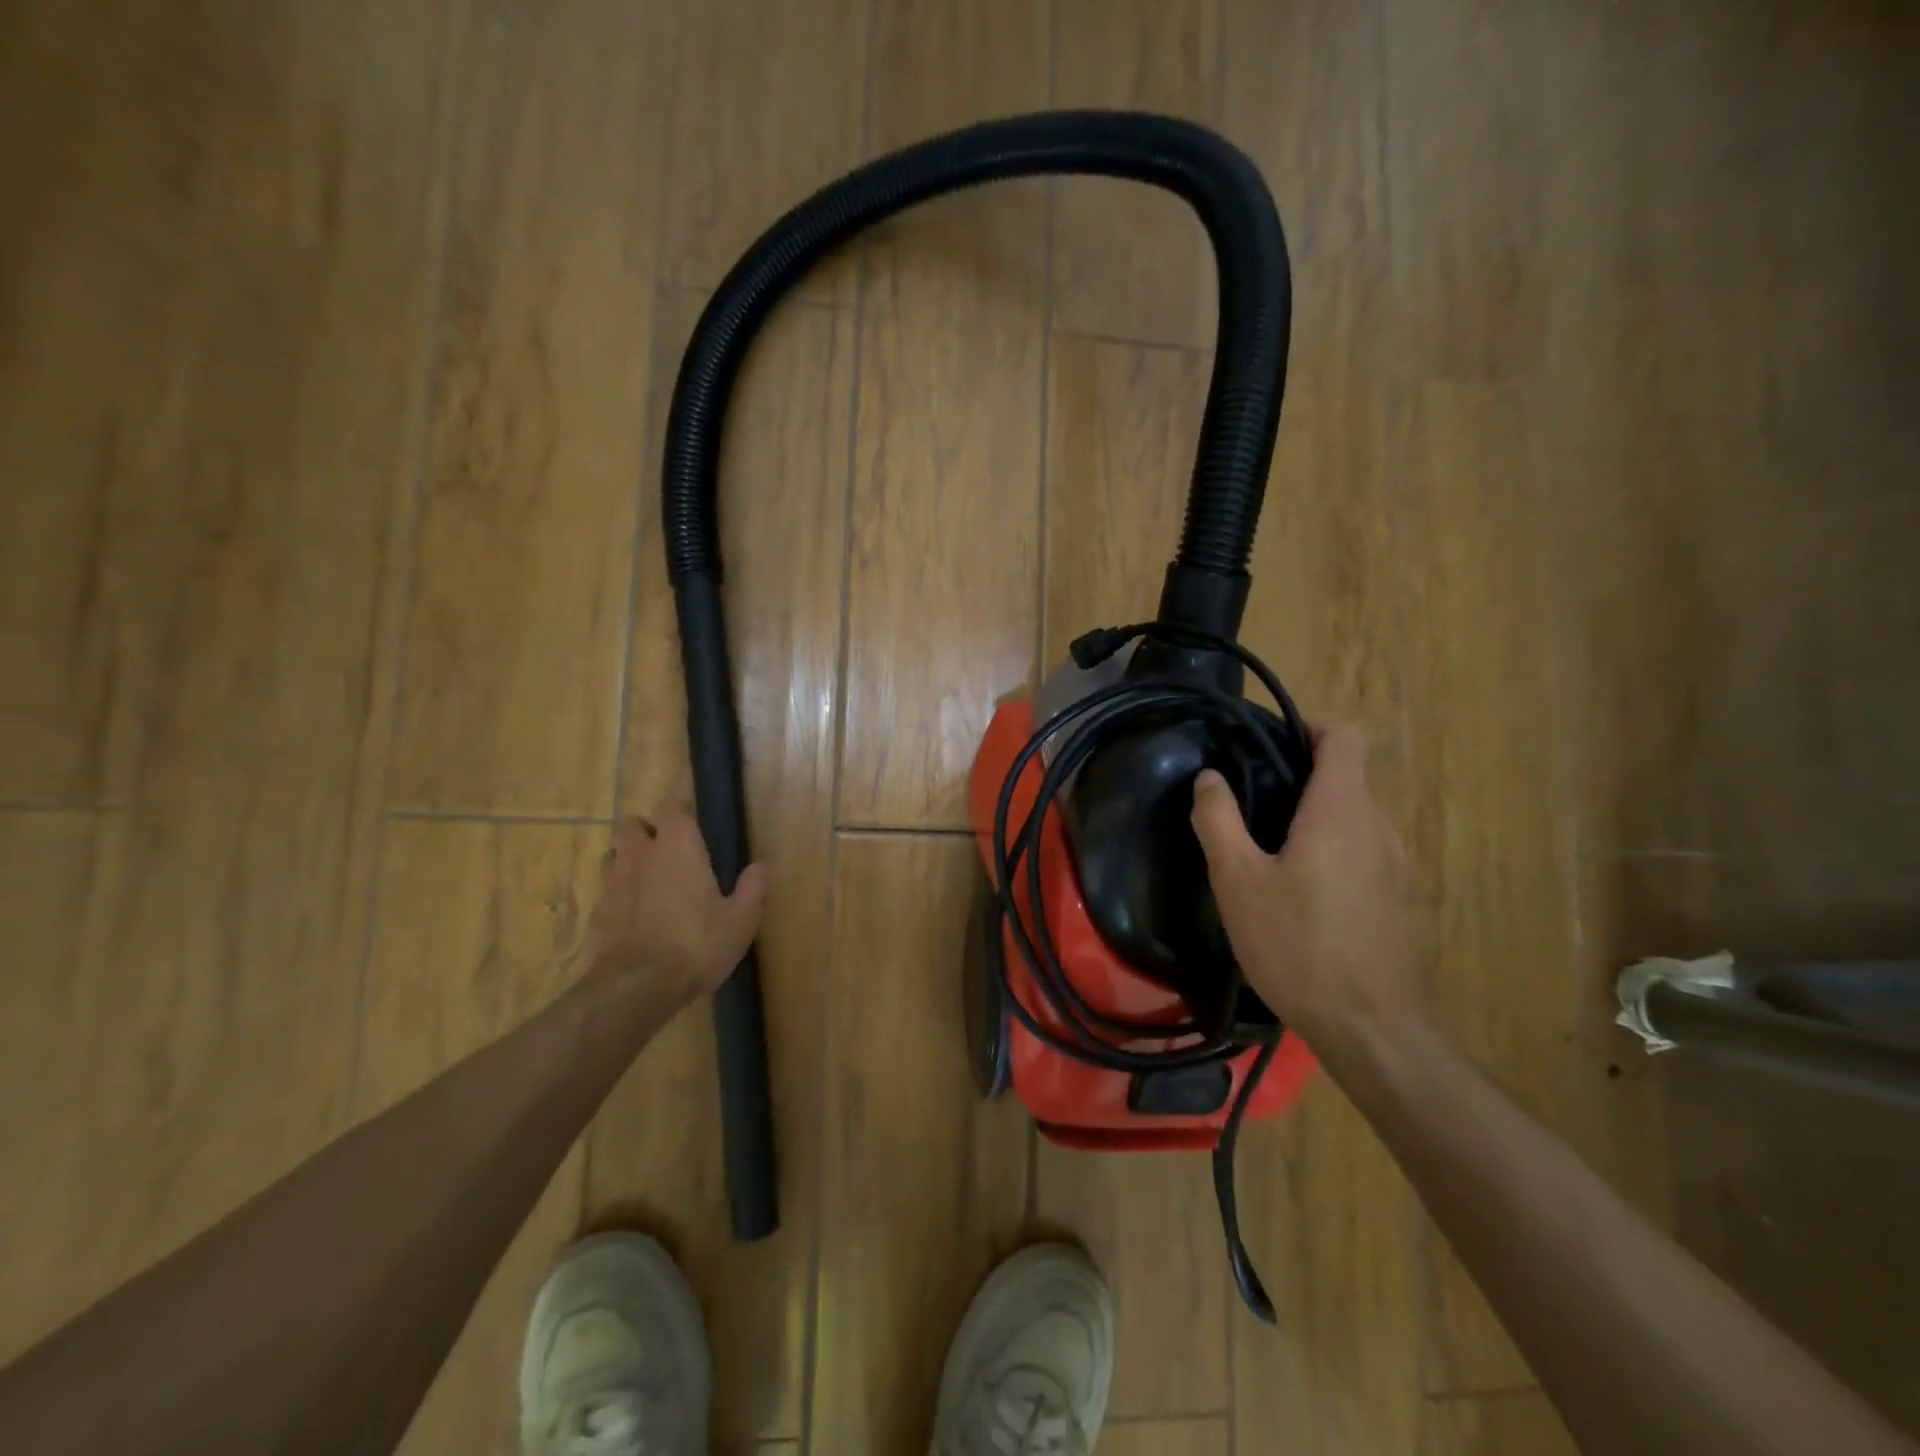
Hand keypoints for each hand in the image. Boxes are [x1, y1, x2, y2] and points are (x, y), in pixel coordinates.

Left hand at [585, 812, 767, 1010]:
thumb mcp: (741, 920)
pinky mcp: (598, 912)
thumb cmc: (696, 944)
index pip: (672, 806)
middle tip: (672, 850)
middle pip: (633, 825)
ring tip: (651, 879)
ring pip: (615, 854)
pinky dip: (620, 892)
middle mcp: (641, 855)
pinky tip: (636, 914)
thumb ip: (752, 888)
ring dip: (631, 858)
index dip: (682, 808)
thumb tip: (760, 866)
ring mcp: (614, 883)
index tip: (696, 818)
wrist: (636, 988)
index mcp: (677, 847)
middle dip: (649, 830)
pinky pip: (607, 888)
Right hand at [1190, 724, 1427, 1045]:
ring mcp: (1395, 865)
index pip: (1345, 737)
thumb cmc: (1298, 944)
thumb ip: (1218, 820)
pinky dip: (1330, 852)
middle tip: (1247, 807)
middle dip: (1298, 780)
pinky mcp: (1397, 899)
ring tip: (1266, 852)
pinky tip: (1298, 895)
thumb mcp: (1238, 880)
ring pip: (1353, 818)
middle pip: (1345, 777)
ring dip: (1313, 820)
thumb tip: (1209, 777)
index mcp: (1341, 809)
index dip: (1308, 728)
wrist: (1373, 1029)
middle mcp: (1378, 826)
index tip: (1266, 747)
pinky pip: (1362, 852)